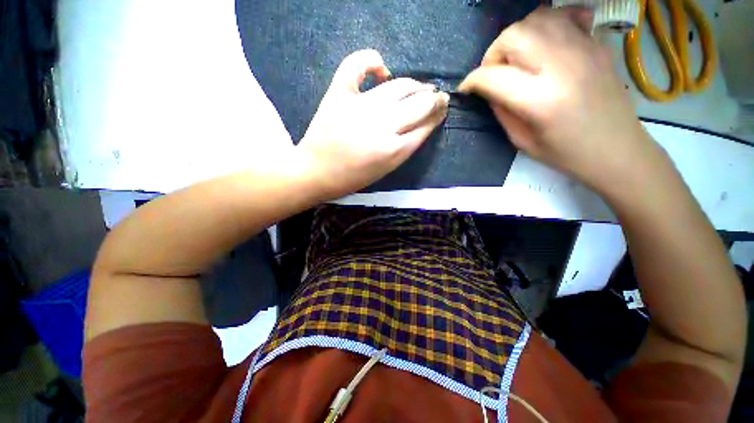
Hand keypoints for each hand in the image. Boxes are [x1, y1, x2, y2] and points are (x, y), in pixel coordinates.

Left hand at [297, 49, 448, 198]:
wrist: (316, 172)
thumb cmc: (352, 177)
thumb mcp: (386, 169)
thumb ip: (405, 147)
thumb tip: (421, 123)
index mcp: (394, 151)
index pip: (426, 125)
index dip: (437, 114)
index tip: (442, 108)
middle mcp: (382, 126)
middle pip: (419, 104)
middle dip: (434, 98)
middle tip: (436, 96)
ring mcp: (360, 107)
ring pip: (399, 86)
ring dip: (415, 84)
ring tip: (420, 87)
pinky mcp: (339, 94)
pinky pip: (358, 65)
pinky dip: (372, 61)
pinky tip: (382, 69)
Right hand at [459, 7, 657, 191]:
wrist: (618, 149)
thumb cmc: (566, 153)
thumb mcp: (522, 141)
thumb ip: (502, 111)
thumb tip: (488, 89)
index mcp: (540, 101)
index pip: (492, 77)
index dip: (472, 81)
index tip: (466, 89)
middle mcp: (561, 67)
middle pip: (513, 35)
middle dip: (494, 53)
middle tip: (495, 73)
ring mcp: (583, 49)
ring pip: (537, 19)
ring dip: (518, 37)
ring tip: (518, 58)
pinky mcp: (596, 44)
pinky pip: (565, 16)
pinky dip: (547, 24)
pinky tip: (545, 42)